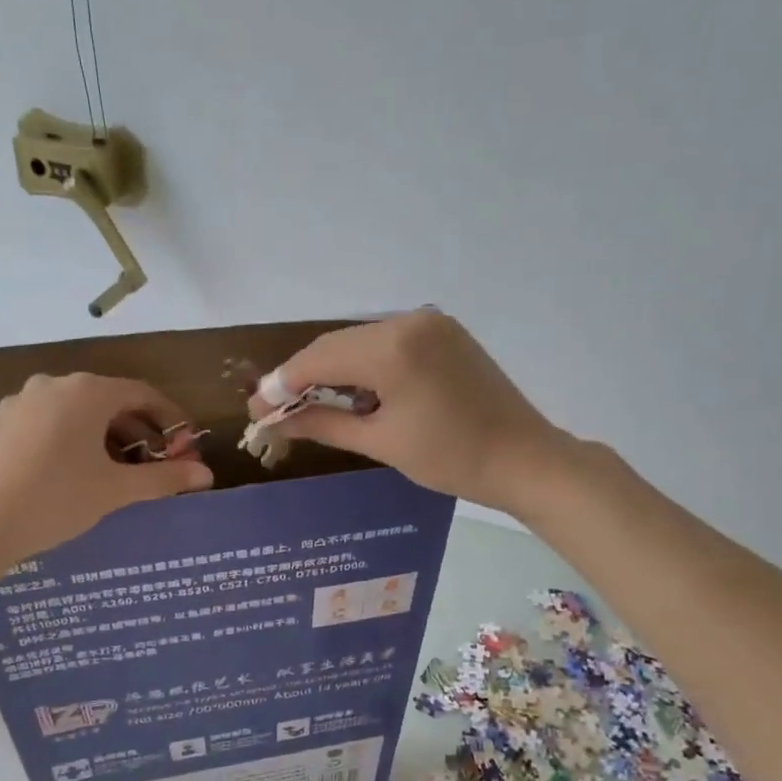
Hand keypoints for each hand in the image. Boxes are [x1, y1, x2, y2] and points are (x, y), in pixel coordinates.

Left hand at [0, 373, 211, 574]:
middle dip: (141, 430)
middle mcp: (54, 385)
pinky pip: (52, 422)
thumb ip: (165, 479)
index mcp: (87, 392)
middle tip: (159, 464)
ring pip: (79, 412)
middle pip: (111, 401)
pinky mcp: (1, 424)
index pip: (143, 394)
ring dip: (108, 437)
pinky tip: (78, 472)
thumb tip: (207, 475)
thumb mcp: (116, 490)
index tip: (187, 446)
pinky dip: (76, 439)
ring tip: (121, 472)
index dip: (171, 419)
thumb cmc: (56, 500)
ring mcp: (22, 402)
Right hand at [246, 310, 572, 512]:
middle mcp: (409, 321)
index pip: (319, 358)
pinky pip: (388, 342)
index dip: (282, 383)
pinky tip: (354, 391)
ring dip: (332, 369)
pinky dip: (364, 364)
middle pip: (337, 344)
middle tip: (276, 408)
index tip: (257, 408)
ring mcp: (430, 322)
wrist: (524, 458)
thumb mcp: (381, 442)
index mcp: (393, 348)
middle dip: (303, 375)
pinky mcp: (444, 332)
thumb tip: (275, 420)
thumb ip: (323, 423)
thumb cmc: (451, 459)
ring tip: (310, 403)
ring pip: (360, 341)